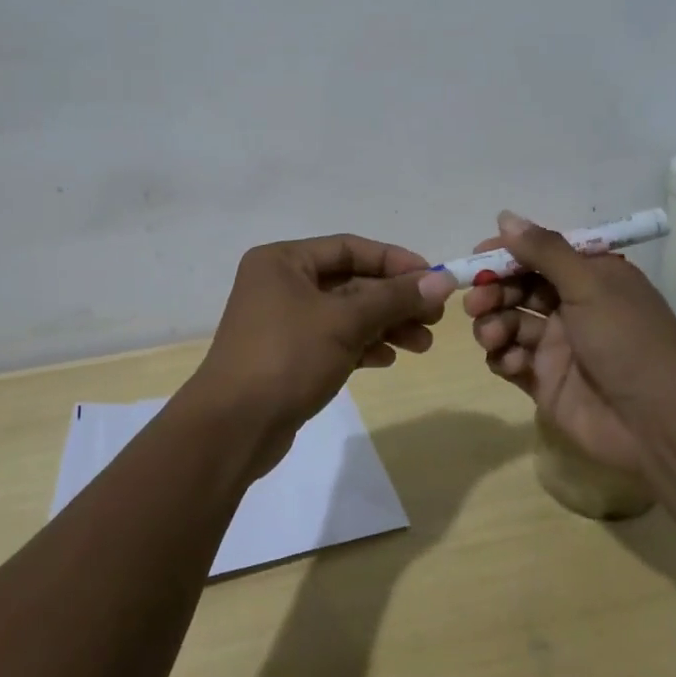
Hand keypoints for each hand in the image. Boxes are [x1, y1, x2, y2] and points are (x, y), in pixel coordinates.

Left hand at [191, 235, 446, 475]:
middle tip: (434, 318)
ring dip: (385, 325)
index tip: (433, 278)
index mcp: (283, 260)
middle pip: (350, 281)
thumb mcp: (346, 321)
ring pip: (345, 313)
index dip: (395, 261)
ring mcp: (282, 321)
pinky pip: (334, 339)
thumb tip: (443, 279)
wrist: (232, 428)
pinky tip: (388, 358)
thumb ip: (395, 297)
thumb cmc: (287, 357)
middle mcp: (280, 283)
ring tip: (423, 345)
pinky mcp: (287, 355)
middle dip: (394, 299)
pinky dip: (362, 345)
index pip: (350, 247)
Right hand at [452, 211, 675, 474]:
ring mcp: (556, 345)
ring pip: (508, 323)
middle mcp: (571, 306)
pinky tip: (512, 363)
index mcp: (589, 277)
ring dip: (492, 324)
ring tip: (492, 336)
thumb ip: (545, 250)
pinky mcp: (544, 381)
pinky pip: (509, 360)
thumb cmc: (627, 339)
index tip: (477, 257)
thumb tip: (505, 216)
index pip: (539, 254)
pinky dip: (503, 358)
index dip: (506, 253)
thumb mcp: (589, 284)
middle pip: (517, 288)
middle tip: (477, 302)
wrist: (657, 422)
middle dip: (492, 291)